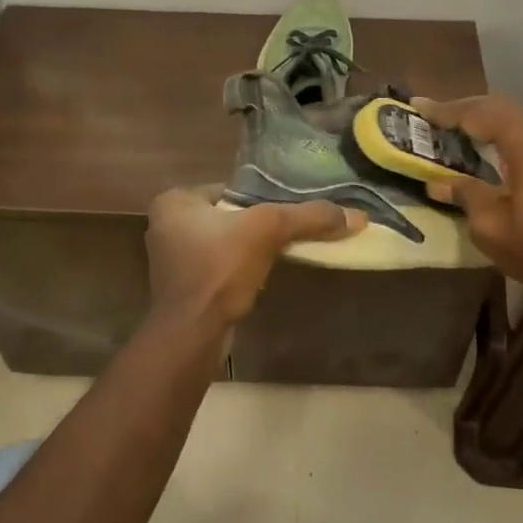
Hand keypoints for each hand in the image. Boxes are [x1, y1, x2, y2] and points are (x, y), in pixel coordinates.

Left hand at [146, 186, 364, 326]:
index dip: (260, 197)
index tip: (287, 208)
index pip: (228, 189)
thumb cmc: (219, 269)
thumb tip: (358, 216)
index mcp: (174, 202)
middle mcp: (165, 227)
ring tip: (280, 252)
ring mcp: (171, 261)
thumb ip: (309, 217)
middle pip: (228, 216)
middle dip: (256, 224)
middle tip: (288, 230)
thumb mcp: (269, 230)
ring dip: (249, 249)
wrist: (192, 333)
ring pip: (223, 243)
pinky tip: (260, 276)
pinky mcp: (183, 290)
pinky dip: (239, 270)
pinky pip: (219, 268)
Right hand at [413, 95, 522, 307]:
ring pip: (517, 119)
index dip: (447, 110)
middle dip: (464, 109)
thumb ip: (465, 196)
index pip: (480, 113)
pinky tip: (489, 149)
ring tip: (455, 129)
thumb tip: (437, 183)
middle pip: (500, 108)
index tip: (418, 106)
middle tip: (433, 116)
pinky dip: (503, 134)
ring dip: (485, 120)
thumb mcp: (492, 228)